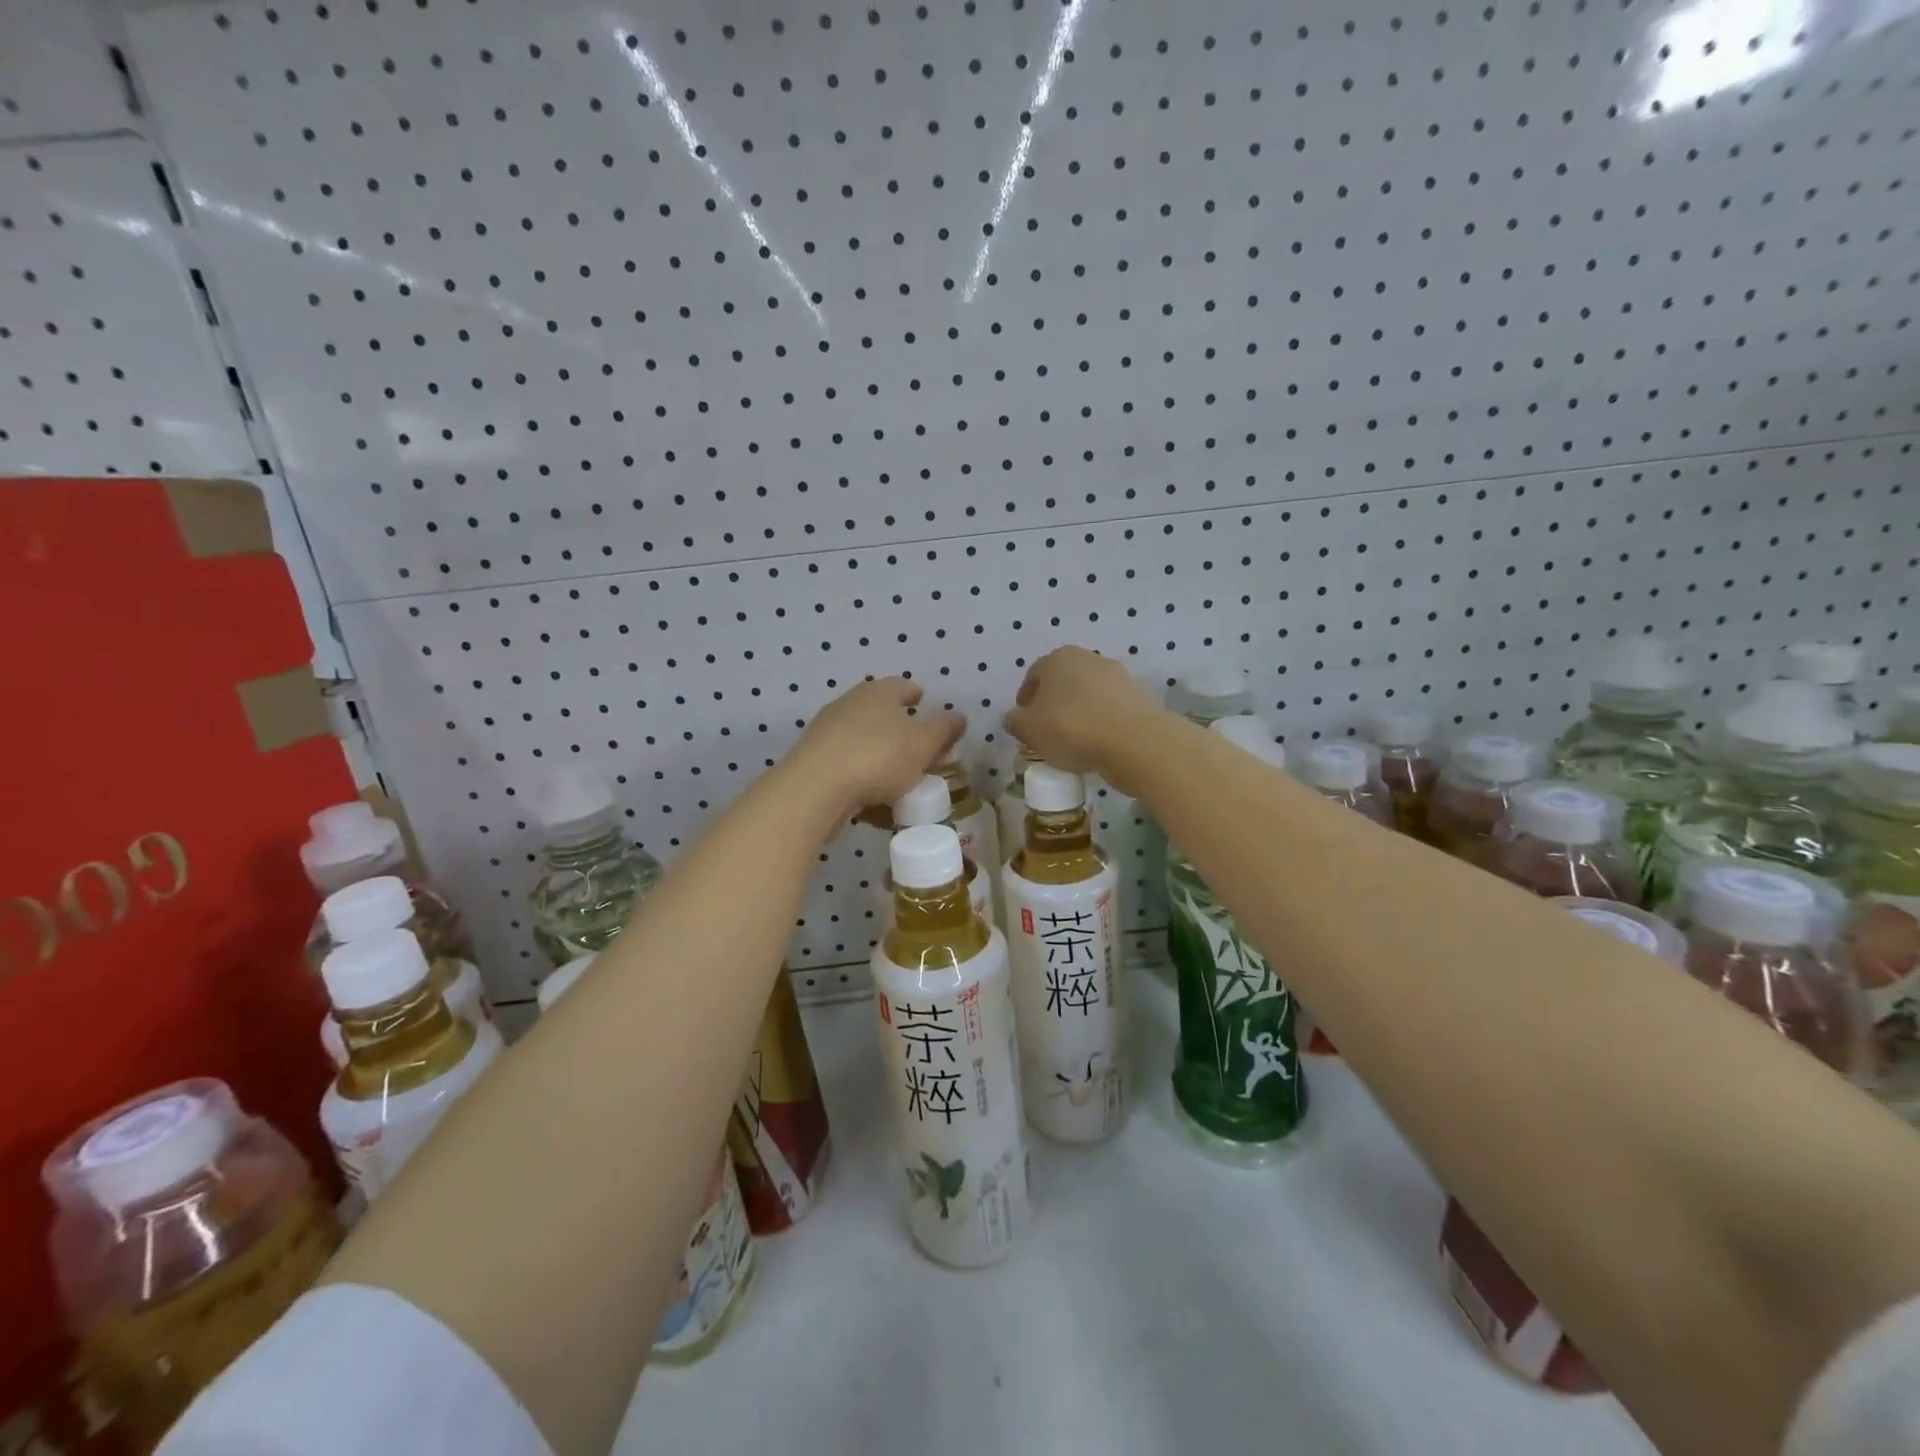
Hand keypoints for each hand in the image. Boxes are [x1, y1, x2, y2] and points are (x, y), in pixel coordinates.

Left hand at [788, 678, 965, 820]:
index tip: (926, 705)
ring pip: (865, 746)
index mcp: (878, 693)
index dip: (917, 695)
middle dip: (901, 733)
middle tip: (921, 753)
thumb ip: (944, 730)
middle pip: (882, 716)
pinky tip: (878, 810)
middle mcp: (850, 705)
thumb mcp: (924, 744)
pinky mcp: (814, 764)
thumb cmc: (878, 756)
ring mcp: (828, 734)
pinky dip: (865, 786)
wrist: (815, 789)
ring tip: (903, 787)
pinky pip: (849, 773)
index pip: (902, 686)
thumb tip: (959, 717)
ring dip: (883, 763)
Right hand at [1003, 648, 1163, 793]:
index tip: (1024, 723)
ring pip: (1088, 695)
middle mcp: (1088, 658)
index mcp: (1058, 658)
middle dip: (1053, 704)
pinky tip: (1097, 744)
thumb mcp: (1029, 729)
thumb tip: (1013, 717)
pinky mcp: (1138, 697)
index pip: (1033, 675)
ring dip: (1079, 712)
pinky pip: (1109, 710)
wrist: (1133, 741)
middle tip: (1047, 732)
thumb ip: (1014, 721)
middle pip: (1062, 682)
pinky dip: (1101, 722)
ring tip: (1073, 742)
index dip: (1025, 700)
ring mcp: (1117, 676)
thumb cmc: (1071, 728)